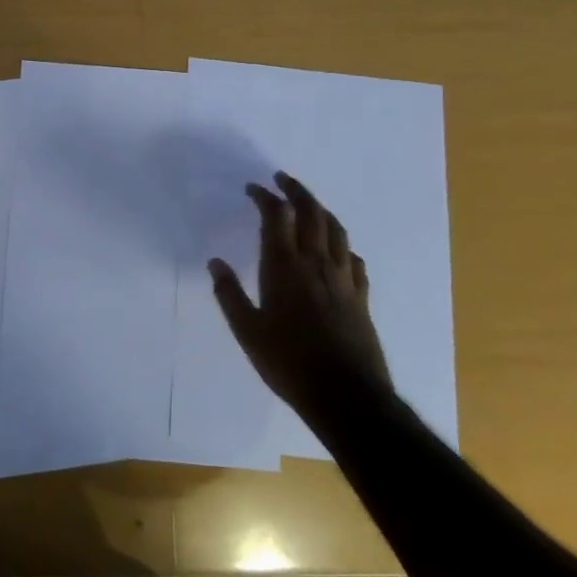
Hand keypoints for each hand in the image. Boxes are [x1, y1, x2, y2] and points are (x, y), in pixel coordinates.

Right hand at [208, 172, 393, 428]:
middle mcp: (316, 264)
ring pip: (337, 230)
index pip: (277, 216)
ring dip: (321, 210)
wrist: (347, 396)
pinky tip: (338, 251)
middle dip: (297, 191)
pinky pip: (353, 259)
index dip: (265, 196)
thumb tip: (215, 262)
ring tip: (309, 205)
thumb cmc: (288, 363)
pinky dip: (343, 245)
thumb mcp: (247, 331)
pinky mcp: (360, 298)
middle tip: (283, 180)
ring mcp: (343, 279)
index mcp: (284, 266)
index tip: (253, 188)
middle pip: (312, 213)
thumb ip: (229, 294)